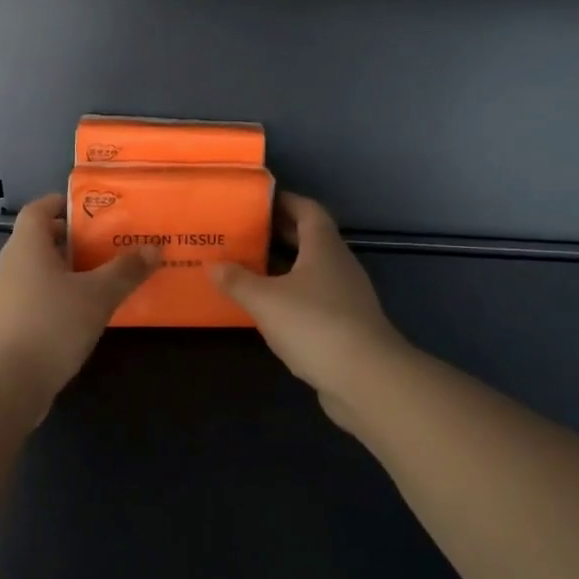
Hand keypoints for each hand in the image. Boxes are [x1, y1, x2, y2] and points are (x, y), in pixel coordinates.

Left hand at [0, 193, 157, 413]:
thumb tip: (155, 247)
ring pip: (41, 271)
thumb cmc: (51, 325)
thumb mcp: (98, 295)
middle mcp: (12, 265)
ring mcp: (7, 296)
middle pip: (42, 239)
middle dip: (75, 239)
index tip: (93, 209)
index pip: (39, 209)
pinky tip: (85, 312)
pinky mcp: (10, 324)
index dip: (62, 203)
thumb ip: (126, 270)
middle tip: (109, 243)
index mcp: (27, 246)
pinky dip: (61, 296)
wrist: (7, 383)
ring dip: (69, 270)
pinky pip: (38, 297)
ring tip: (104, 276)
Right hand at [209, 193, 411, 425]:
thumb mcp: (266, 300)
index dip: (284, 201)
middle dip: (279, 233)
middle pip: (310, 238)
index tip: (256, 201)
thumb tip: (213, 264)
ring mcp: (346, 295)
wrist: (365, 377)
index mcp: (323, 247)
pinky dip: (291, 295)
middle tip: (243, 233)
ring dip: (283, 267)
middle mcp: (338, 264)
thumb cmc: (314, 324)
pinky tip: (268, 308)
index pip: (307, 210)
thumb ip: (238, 281)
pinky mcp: (346, 324)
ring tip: (248, 268)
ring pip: (311, 270)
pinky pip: (314, 297)